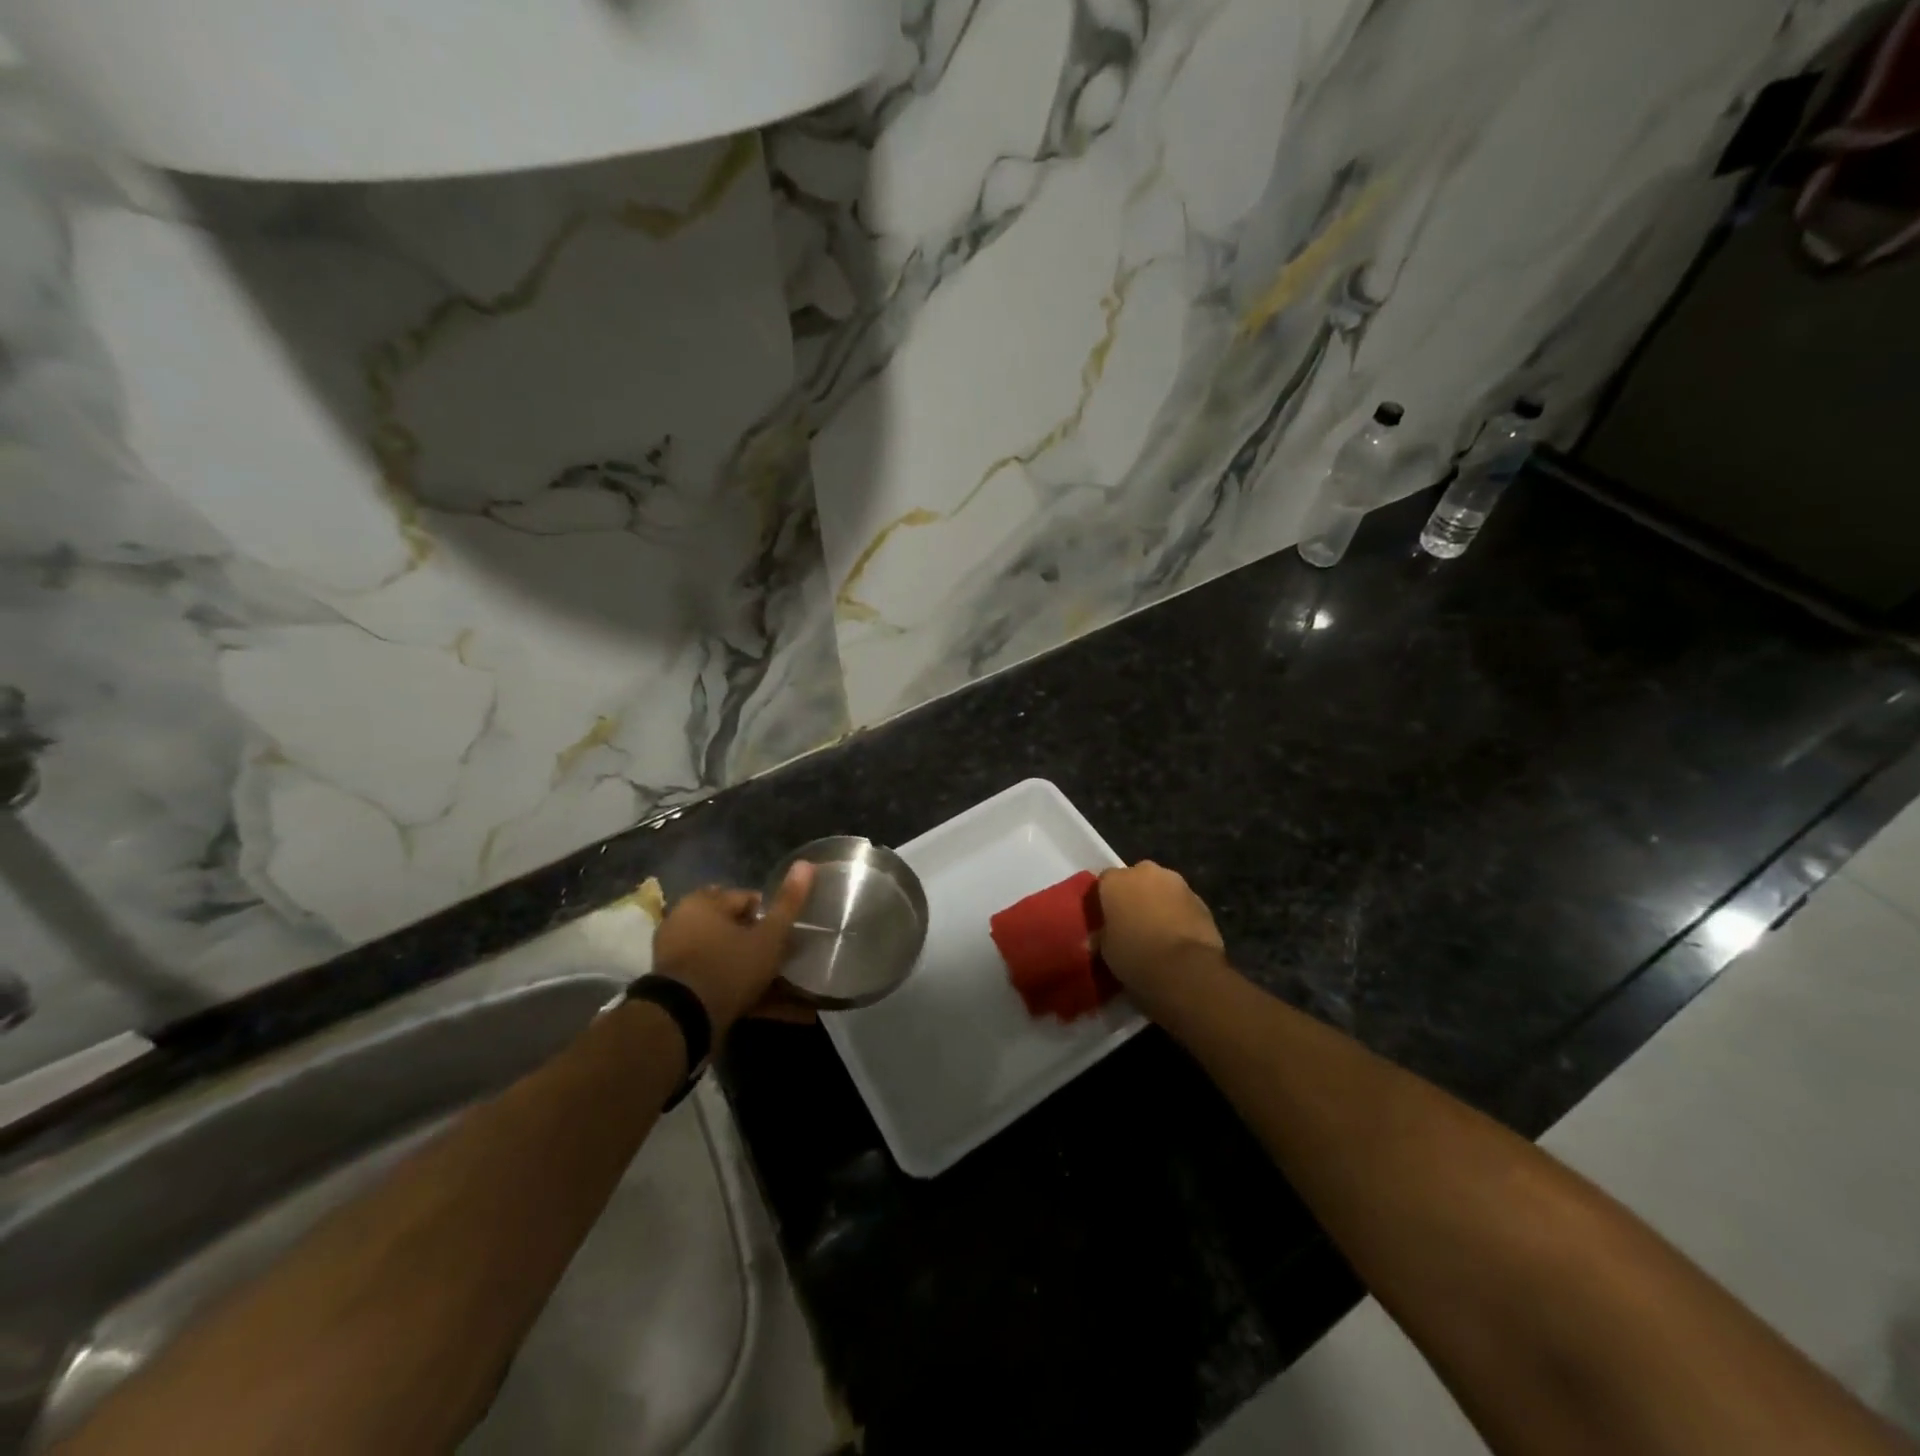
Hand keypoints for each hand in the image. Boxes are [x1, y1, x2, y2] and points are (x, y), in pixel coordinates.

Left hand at [652, 863, 816, 1035]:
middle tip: (786, 961)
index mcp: (702, 903)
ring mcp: (679, 959)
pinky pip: (720, 985)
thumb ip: (789, 902)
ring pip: (729, 960)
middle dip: (762, 945)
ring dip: (757, 973)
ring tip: (791, 991)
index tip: (787, 936)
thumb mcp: (768, 936)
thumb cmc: (729, 966)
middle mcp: (684, 924)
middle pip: (736, 929)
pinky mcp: (680, 989)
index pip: (747, 899)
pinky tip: (777, 1010)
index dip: (771, 916)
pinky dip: (746, 995)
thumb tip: (806, 863)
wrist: (682, 1022)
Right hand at [1095, 861, 1228, 1016]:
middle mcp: (1145, 872)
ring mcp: (1177, 883)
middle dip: (1134, 896)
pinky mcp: (1201, 900)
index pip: (1104, 881)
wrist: (1186, 970)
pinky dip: (1178, 915)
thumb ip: (1102, 936)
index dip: (1105, 900)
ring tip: (1157, 931)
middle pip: (1135, 879)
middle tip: (1131, 923)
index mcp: (1116, 880)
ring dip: (1158, 903)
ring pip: (1162, 889)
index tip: (1105, 919)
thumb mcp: (1106, 951)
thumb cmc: (1136, 956)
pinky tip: (1178, 938)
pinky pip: (1182, 904)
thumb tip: (1097, 938)